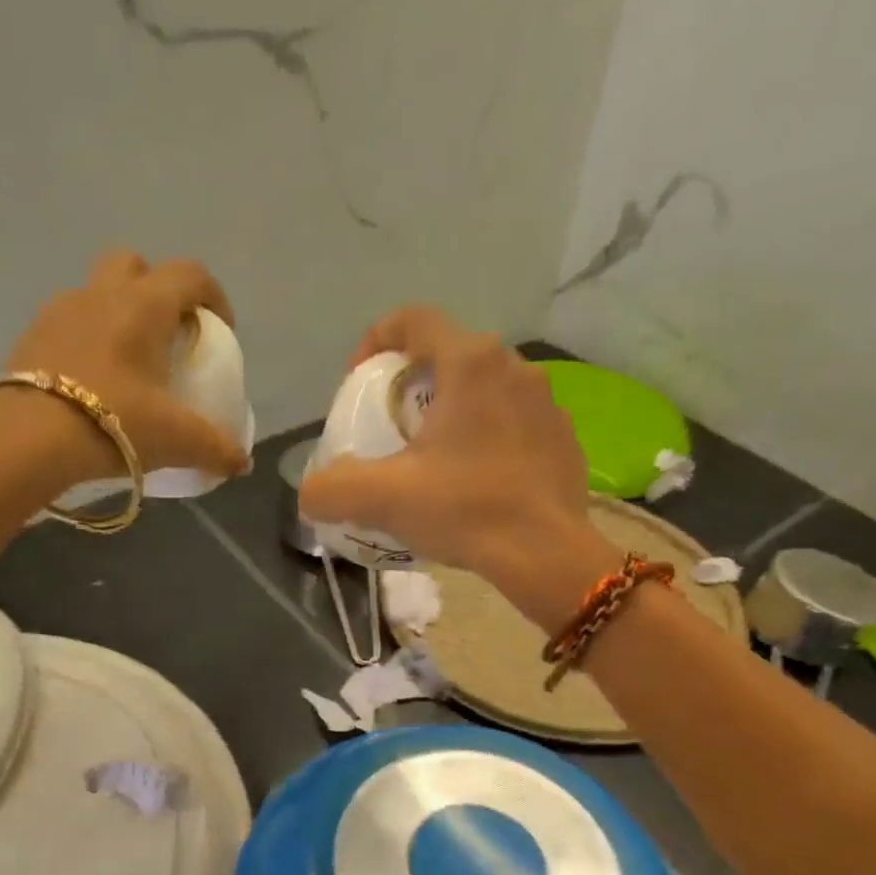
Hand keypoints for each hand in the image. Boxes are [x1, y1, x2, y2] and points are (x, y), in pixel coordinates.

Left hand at [0, 250, 250, 486]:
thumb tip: (243, 464)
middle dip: (158, 290)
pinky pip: (69, 324)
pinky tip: (94, 382)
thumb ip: (217, 449)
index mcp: (144, 305)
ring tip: (129, 364)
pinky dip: (87, 341)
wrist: (30, 438)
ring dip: (118, 315)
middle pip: (136, 265)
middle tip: (169, 335)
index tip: (222, 333)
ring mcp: (60, 311)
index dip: (214, 297)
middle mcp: (102, 294)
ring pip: (97, 293)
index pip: (190, 275)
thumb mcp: (178, 440)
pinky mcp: (31, 336)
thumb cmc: (116, 422)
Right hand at [297, 306, 591, 581]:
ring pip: (487, 389)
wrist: (546, 554)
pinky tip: (478, 480)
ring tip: (435, 457)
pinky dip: (489, 438)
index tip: (360, 381)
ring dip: (454, 411)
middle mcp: (514, 367)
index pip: (414, 320)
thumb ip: (332, 489)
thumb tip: (311, 493)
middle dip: (414, 382)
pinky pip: (515, 423)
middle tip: (393, 426)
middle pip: (450, 355)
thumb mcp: (382, 499)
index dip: (376, 340)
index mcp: (470, 363)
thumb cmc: (465, 510)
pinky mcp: (564, 438)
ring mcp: (547, 402)